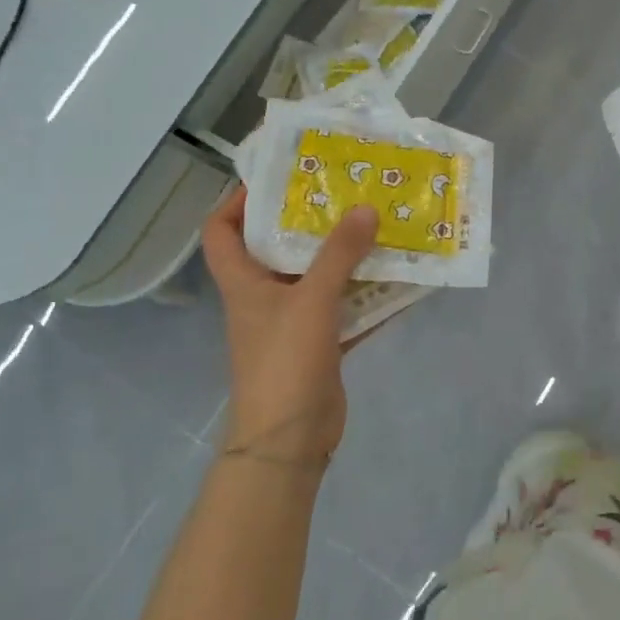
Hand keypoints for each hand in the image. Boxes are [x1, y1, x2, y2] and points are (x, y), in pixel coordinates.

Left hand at [200, 190, 377, 463]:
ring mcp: (293, 321)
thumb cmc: (285, 361)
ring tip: (378, 225)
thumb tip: (365, 207)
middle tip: (347, 193)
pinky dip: (368, 295)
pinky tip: (399, 278)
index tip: (278, 180)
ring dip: (345, 257)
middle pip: (278, 248)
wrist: (290, 439)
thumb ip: (340, 254)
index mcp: (244, 282)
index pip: (221, 231)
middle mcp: (264, 297)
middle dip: (310, 221)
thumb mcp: (311, 301)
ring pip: (318, 278)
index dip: (237, 201)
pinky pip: (345, 308)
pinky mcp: (320, 343)